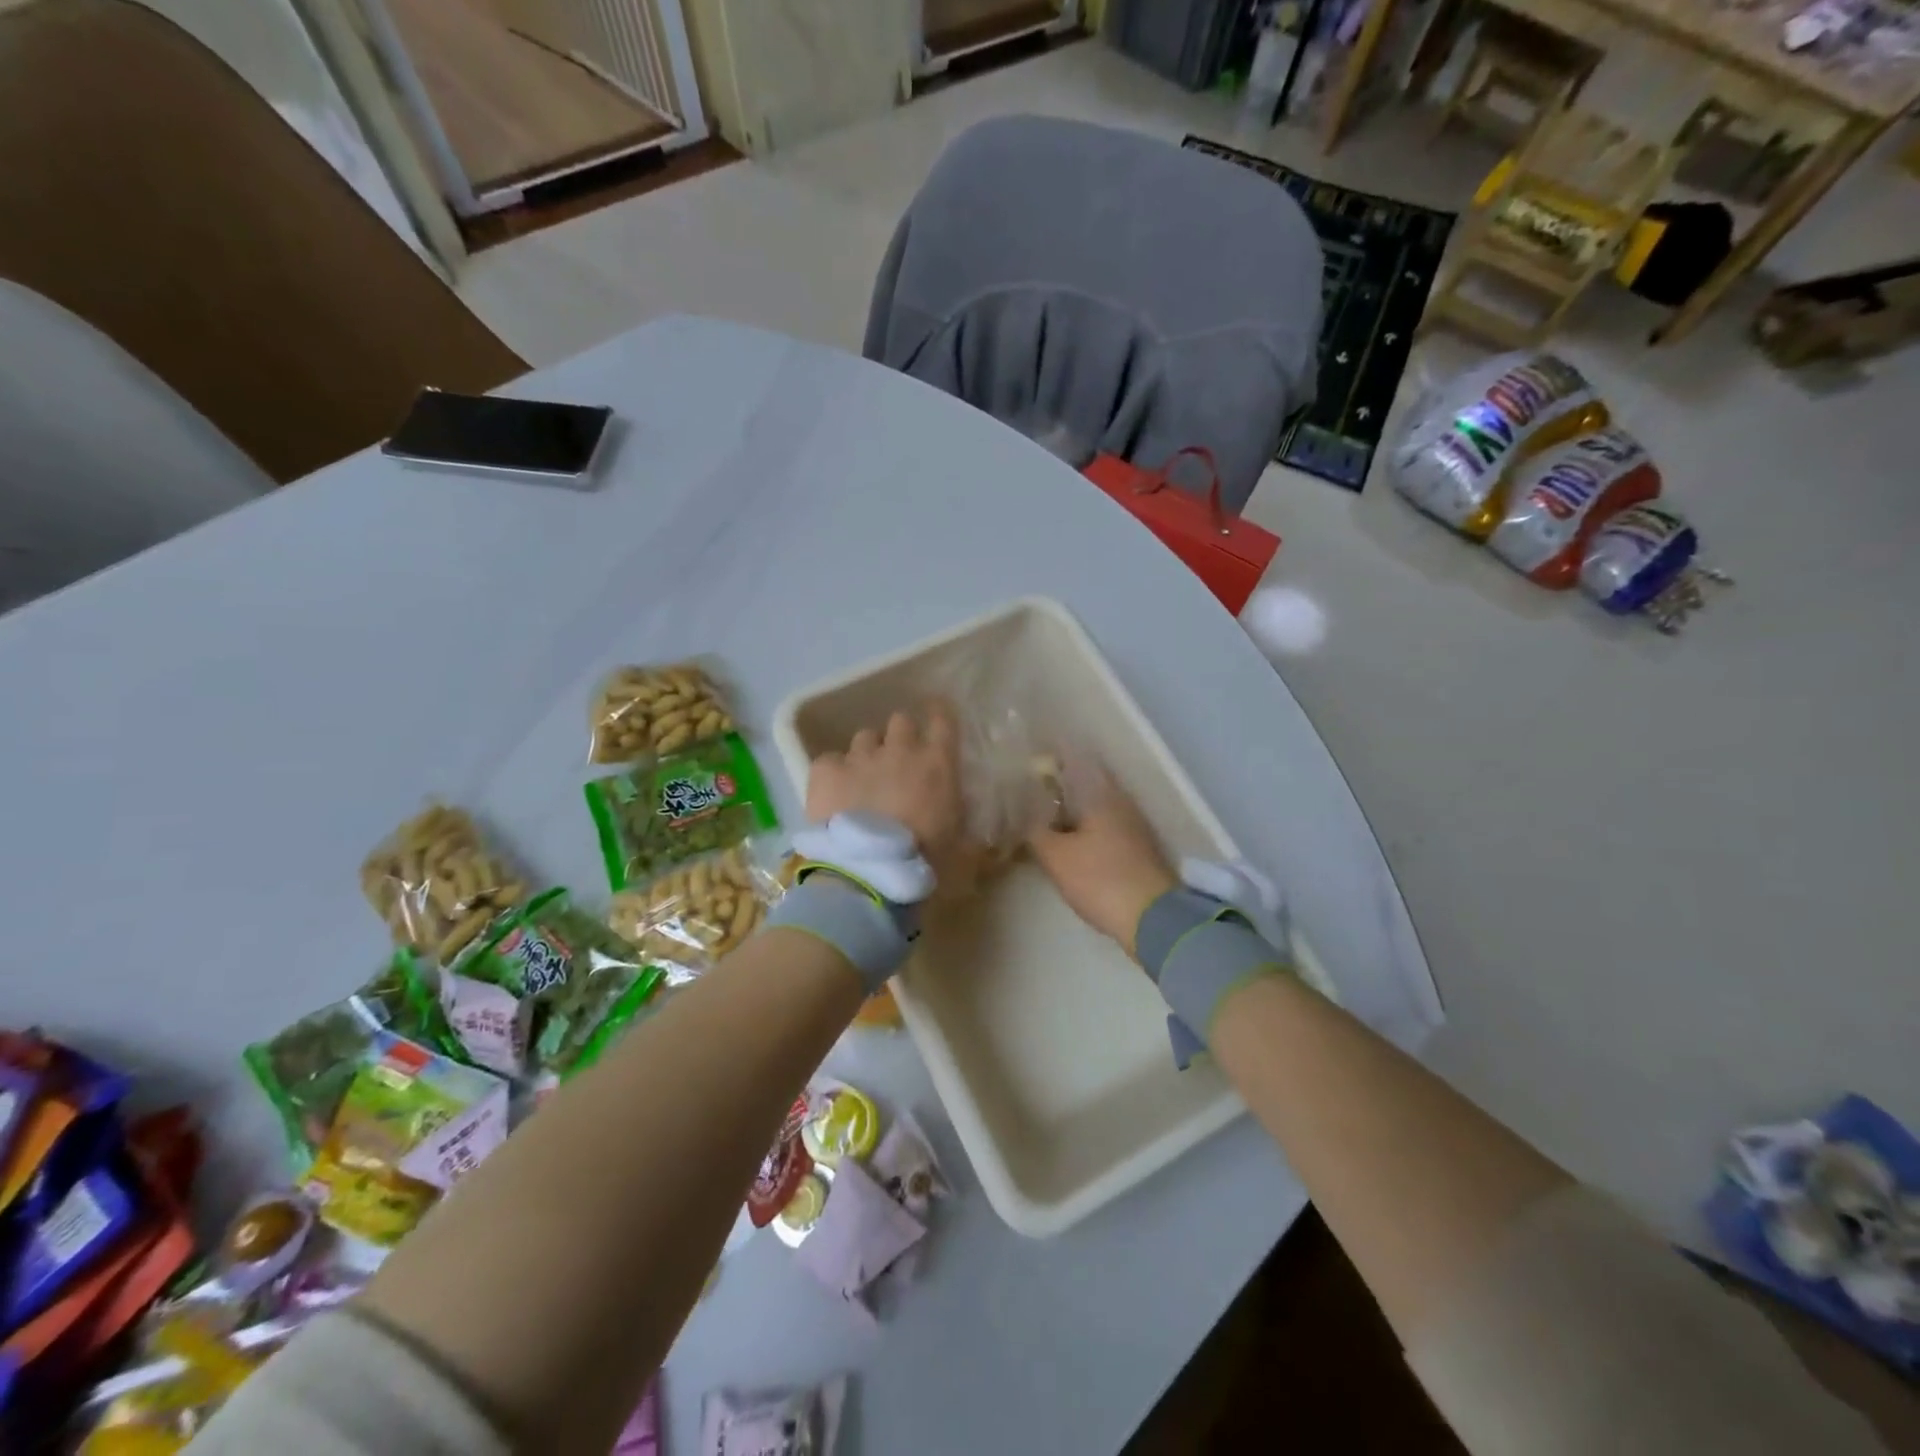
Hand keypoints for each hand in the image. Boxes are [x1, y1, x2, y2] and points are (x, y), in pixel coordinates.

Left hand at [807, 701, 966, 878]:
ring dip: (868, 754)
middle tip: (899, 761)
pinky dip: (833, 772)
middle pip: (900, 721)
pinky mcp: (826, 771)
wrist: (869, 871)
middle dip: (900, 737)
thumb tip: (977, 836)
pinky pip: (830, 760)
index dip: (939, 713)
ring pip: (864, 738)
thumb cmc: (925, 860)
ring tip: (864, 779)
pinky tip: (834, 791)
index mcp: (937, 763)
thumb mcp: (961, 848)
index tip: (937, 713)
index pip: (943, 719)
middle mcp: (899, 749)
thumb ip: (967, 830)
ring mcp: (860, 757)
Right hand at [1027, 765, 1176, 958]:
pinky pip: (1102, 830)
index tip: (1027, 765)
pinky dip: (1083, 832)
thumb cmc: (1099, 879)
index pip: (1072, 763)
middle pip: (1083, 787)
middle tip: (1029, 797)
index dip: (1049, 762)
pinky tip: (1067, 845)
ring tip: (1043, 822)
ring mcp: (1132, 827)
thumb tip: (1025, 815)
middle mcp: (1120, 803)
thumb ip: (1036, 831)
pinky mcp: (1136, 851)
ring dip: (1070, 814)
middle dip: (1057, 791)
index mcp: (1101, 794)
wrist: (1152, 919)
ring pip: (1093, 811)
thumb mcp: (1056, 856)